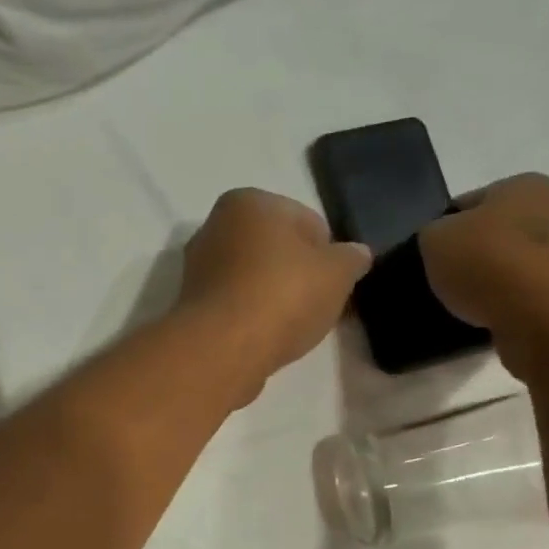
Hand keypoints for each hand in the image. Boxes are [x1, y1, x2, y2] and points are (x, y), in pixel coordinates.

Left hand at [178, 189, 371, 399]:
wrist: (222, 348)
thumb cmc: (283, 294)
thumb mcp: (337, 272)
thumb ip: (351, 258)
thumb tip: (357, 254)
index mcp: (248, 201)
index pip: (306, 221)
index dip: (328, 253)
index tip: (335, 283)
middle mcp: (215, 225)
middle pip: (275, 249)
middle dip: (298, 273)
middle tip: (317, 305)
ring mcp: (198, 267)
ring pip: (253, 278)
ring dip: (274, 296)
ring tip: (291, 325)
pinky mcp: (191, 305)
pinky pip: (235, 304)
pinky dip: (252, 316)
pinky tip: (265, 336)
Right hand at [418, 173, 548, 380]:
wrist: (545, 318)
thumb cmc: (488, 262)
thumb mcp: (434, 238)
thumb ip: (432, 234)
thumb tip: (442, 245)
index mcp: (524, 185)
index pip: (467, 203)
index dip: (441, 229)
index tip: (427, 255)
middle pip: (490, 235)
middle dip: (466, 257)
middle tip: (439, 281)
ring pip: (505, 267)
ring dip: (484, 283)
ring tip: (460, 305)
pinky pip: (520, 296)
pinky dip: (501, 306)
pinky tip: (484, 318)